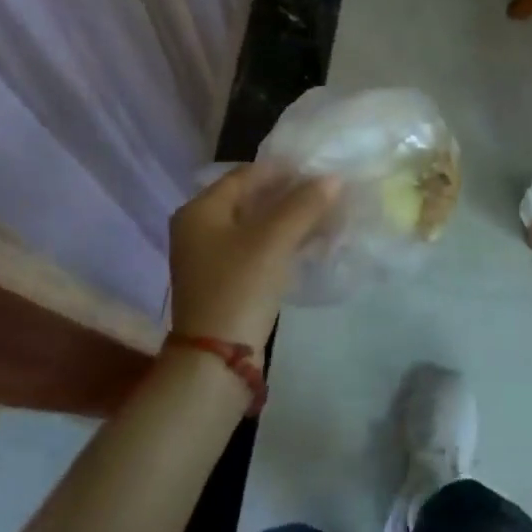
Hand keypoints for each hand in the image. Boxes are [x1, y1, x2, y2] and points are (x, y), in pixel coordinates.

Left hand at [169, 165, 339, 346]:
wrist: (216, 361)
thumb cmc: (240, 286)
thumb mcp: (274, 240)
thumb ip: (304, 204)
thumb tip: (333, 178)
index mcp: (200, 209)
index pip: (246, 175)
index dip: (283, 170)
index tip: (318, 170)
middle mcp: (197, 228)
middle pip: (249, 199)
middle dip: (288, 195)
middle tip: (324, 193)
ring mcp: (207, 257)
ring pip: (253, 225)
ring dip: (286, 219)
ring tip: (323, 216)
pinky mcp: (221, 281)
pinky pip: (253, 248)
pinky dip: (278, 242)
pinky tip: (306, 243)